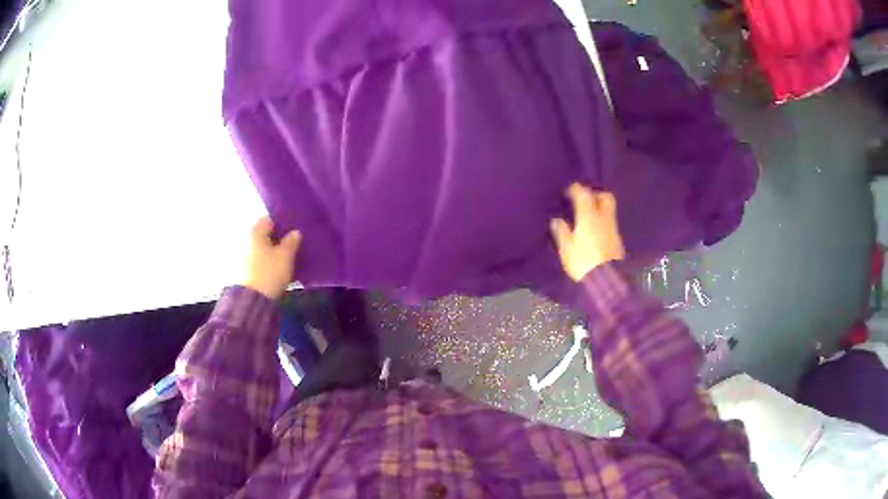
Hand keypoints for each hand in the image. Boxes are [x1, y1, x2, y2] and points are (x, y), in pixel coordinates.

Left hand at [243, 217, 301, 299]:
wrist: (252, 300)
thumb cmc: (269, 273)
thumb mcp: (286, 256)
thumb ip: (291, 242)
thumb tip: (295, 232)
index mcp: (255, 231)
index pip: (269, 219)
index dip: (282, 223)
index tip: (293, 231)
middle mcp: (246, 239)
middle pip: (264, 234)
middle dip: (276, 238)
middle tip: (292, 245)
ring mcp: (242, 254)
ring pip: (261, 248)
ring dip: (271, 251)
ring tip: (285, 259)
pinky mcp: (242, 269)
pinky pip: (257, 260)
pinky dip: (266, 262)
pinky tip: (276, 270)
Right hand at [550, 183, 624, 281]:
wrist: (606, 280)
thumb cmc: (583, 261)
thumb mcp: (566, 248)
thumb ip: (561, 231)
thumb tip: (556, 220)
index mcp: (589, 215)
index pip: (583, 193)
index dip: (575, 189)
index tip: (566, 191)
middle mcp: (603, 217)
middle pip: (603, 196)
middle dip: (594, 194)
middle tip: (583, 199)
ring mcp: (613, 228)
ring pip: (608, 209)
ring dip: (599, 207)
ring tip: (588, 214)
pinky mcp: (617, 240)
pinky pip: (609, 222)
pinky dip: (602, 220)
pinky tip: (595, 228)